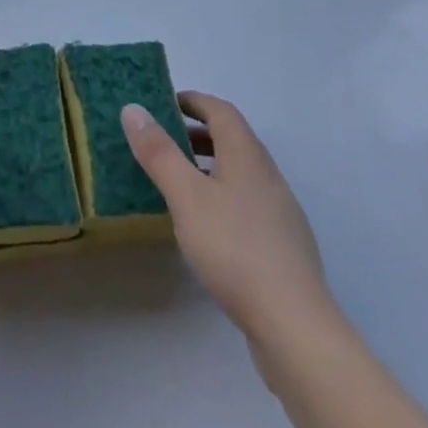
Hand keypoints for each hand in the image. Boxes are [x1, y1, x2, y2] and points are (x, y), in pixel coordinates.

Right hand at [121, 92, 331, 358]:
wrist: (294, 326)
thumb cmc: (235, 249)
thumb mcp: (186, 196)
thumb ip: (159, 152)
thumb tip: (133, 108)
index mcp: (247, 155)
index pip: (221, 111)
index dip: (193, 101)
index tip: (163, 103)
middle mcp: (268, 175)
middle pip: (233, 139)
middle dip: (197, 133)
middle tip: (163, 141)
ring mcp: (280, 212)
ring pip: (240, 173)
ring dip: (209, 166)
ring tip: (178, 182)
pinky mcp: (283, 246)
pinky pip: (247, 202)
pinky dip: (222, 196)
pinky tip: (205, 226)